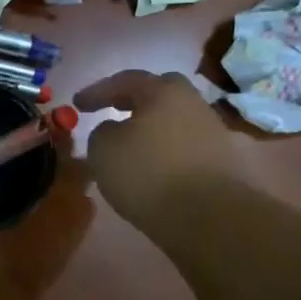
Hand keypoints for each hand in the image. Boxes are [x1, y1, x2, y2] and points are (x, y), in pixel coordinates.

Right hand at [76, 70, 235, 222]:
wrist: (210, 218)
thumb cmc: (148, 174)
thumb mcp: (103, 149)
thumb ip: (102, 131)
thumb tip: (115, 130)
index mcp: (165, 92)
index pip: (126, 80)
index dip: (98, 91)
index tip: (76, 104)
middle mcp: (194, 104)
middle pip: (161, 93)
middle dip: (135, 100)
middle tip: (114, 110)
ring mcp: (214, 133)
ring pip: (176, 121)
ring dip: (153, 129)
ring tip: (132, 145)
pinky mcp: (224, 163)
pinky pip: (186, 147)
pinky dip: (168, 152)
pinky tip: (154, 168)